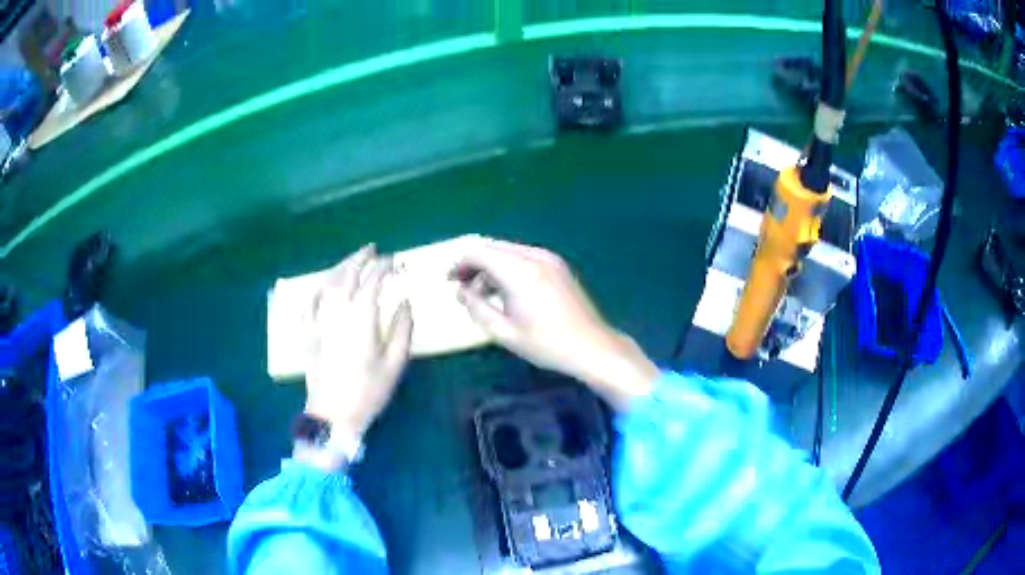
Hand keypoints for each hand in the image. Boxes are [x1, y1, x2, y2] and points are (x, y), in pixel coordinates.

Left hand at [304, 245, 413, 446]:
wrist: (333, 414)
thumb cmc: (368, 391)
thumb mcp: (395, 363)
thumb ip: (402, 328)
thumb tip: (404, 302)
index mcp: (361, 317)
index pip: (372, 281)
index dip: (384, 267)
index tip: (394, 261)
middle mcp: (337, 311)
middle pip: (347, 274)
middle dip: (361, 258)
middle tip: (373, 250)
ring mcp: (318, 320)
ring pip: (328, 283)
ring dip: (341, 267)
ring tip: (353, 260)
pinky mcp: (307, 331)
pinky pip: (310, 301)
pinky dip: (318, 288)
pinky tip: (323, 284)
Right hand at [455, 238, 657, 410]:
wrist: (592, 346)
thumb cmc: (547, 344)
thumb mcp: (504, 332)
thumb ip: (477, 308)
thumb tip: (461, 292)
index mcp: (519, 272)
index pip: (479, 253)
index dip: (460, 264)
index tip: (449, 280)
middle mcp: (534, 256)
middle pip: (493, 248)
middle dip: (473, 264)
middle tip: (461, 286)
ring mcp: (549, 258)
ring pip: (508, 251)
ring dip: (490, 266)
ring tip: (481, 293)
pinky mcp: (557, 265)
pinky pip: (524, 257)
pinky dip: (508, 267)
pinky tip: (505, 290)